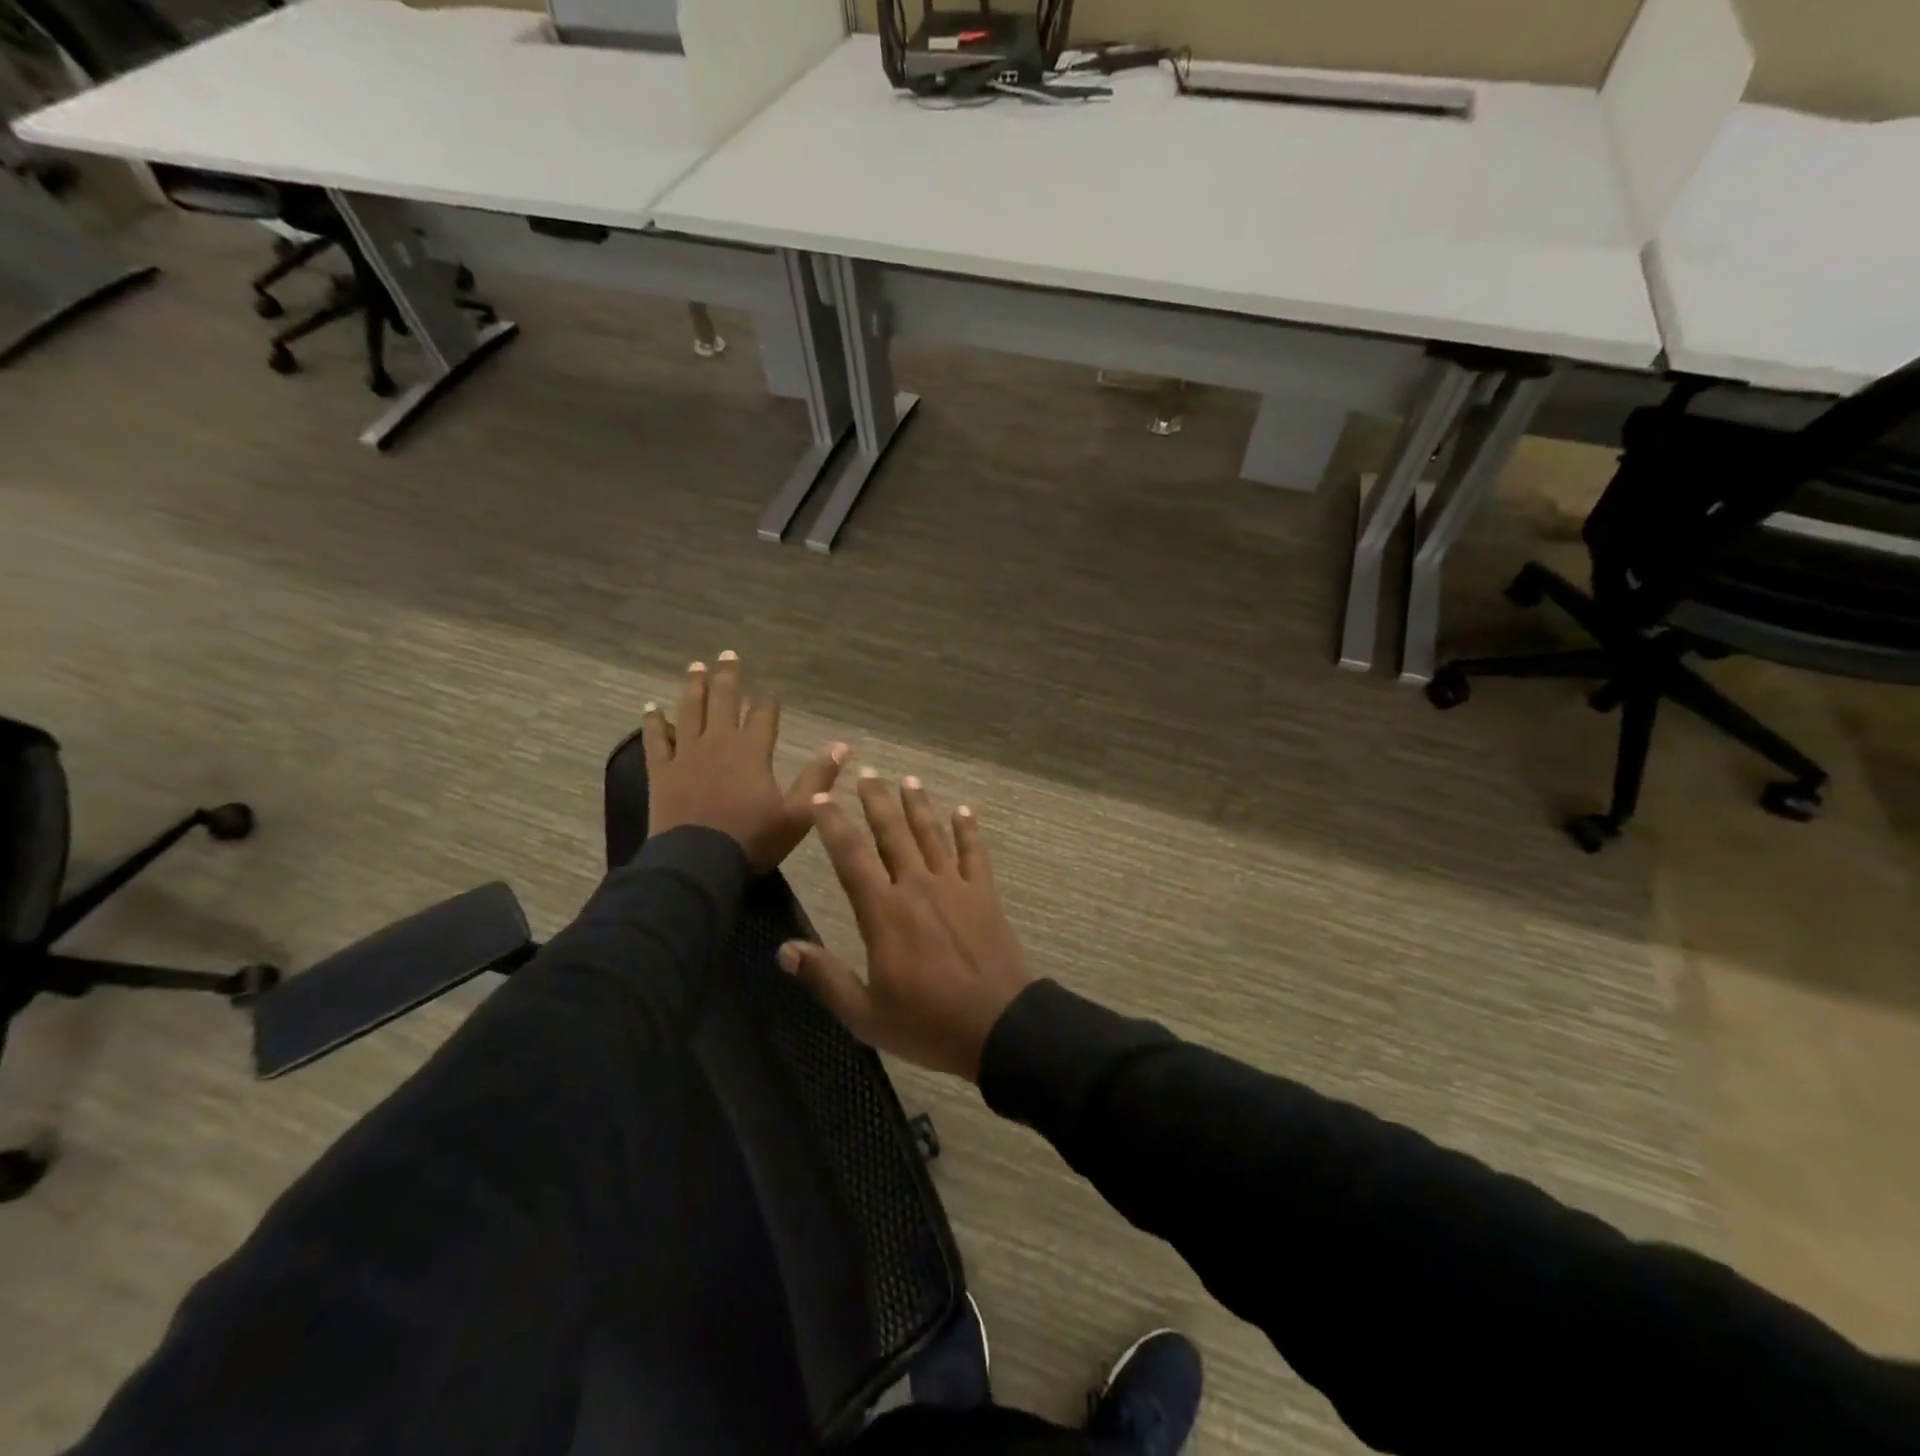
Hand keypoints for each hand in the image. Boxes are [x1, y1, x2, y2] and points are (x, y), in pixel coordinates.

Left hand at [643, 652, 846, 873]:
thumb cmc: (752, 840)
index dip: (768, 703)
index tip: (770, 694)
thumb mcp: (798, 814)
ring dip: (693, 687)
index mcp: (752, 751)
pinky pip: (656, 739)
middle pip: (723, 701)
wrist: (698, 864)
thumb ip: (819, 778)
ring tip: (695, 667)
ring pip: (689, 711)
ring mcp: (687, 755)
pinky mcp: (662, 771)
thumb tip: (843, 746)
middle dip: (728, 677)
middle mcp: (719, 743)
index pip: (763, 716)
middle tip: (727, 654)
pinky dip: (653, 721)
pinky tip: (650, 707)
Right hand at [778, 772, 1030, 1082]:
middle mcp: (917, 887)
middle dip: (876, 800)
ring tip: (908, 779)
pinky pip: (975, 853)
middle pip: (893, 833)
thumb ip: (825, 978)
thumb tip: (785, 949)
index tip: (820, 798)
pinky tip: (964, 810)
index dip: (833, 824)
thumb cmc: (927, 1024)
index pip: (850, 857)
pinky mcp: (984, 894)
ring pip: (932, 834)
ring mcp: (954, 887)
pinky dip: (968, 830)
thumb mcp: (865, 1014)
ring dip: (918, 805)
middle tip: (867, 772)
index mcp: (884, 913)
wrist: (998, 1026)